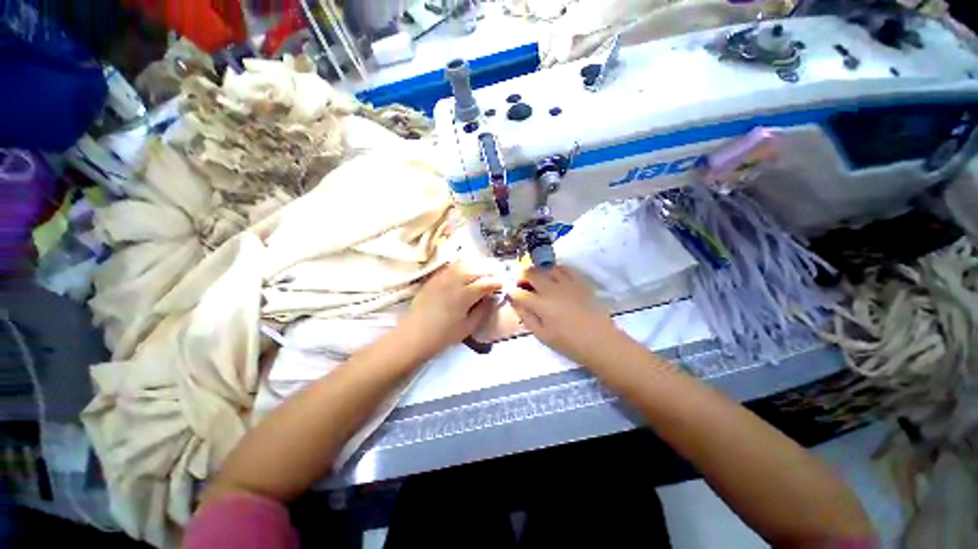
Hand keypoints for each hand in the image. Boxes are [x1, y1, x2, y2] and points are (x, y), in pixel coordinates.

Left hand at [397, 261, 500, 359]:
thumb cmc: (443, 335)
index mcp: (465, 295)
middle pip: (476, 270)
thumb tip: (491, 298)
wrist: (414, 335)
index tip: (502, 285)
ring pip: (464, 265)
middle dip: (489, 272)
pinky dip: (462, 266)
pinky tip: (465, 272)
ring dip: (476, 266)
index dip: (496, 282)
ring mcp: (443, 278)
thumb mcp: (468, 327)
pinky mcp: (434, 278)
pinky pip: (451, 267)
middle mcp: (454, 281)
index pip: (486, 283)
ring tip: (482, 272)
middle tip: (495, 277)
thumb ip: (482, 310)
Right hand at [510, 266, 627, 365]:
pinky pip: (564, 268)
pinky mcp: (580, 282)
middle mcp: (552, 289)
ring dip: (538, 272)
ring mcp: (567, 283)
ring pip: (546, 267)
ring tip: (538, 281)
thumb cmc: (569, 343)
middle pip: (531, 273)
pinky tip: (554, 278)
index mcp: (541, 305)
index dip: (511, 292)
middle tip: (523, 286)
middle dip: (522, 277)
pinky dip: (555, 270)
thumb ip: (526, 317)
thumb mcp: (542, 335)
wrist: (601, 341)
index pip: (519, 293)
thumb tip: (515, 303)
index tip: (511, 295)